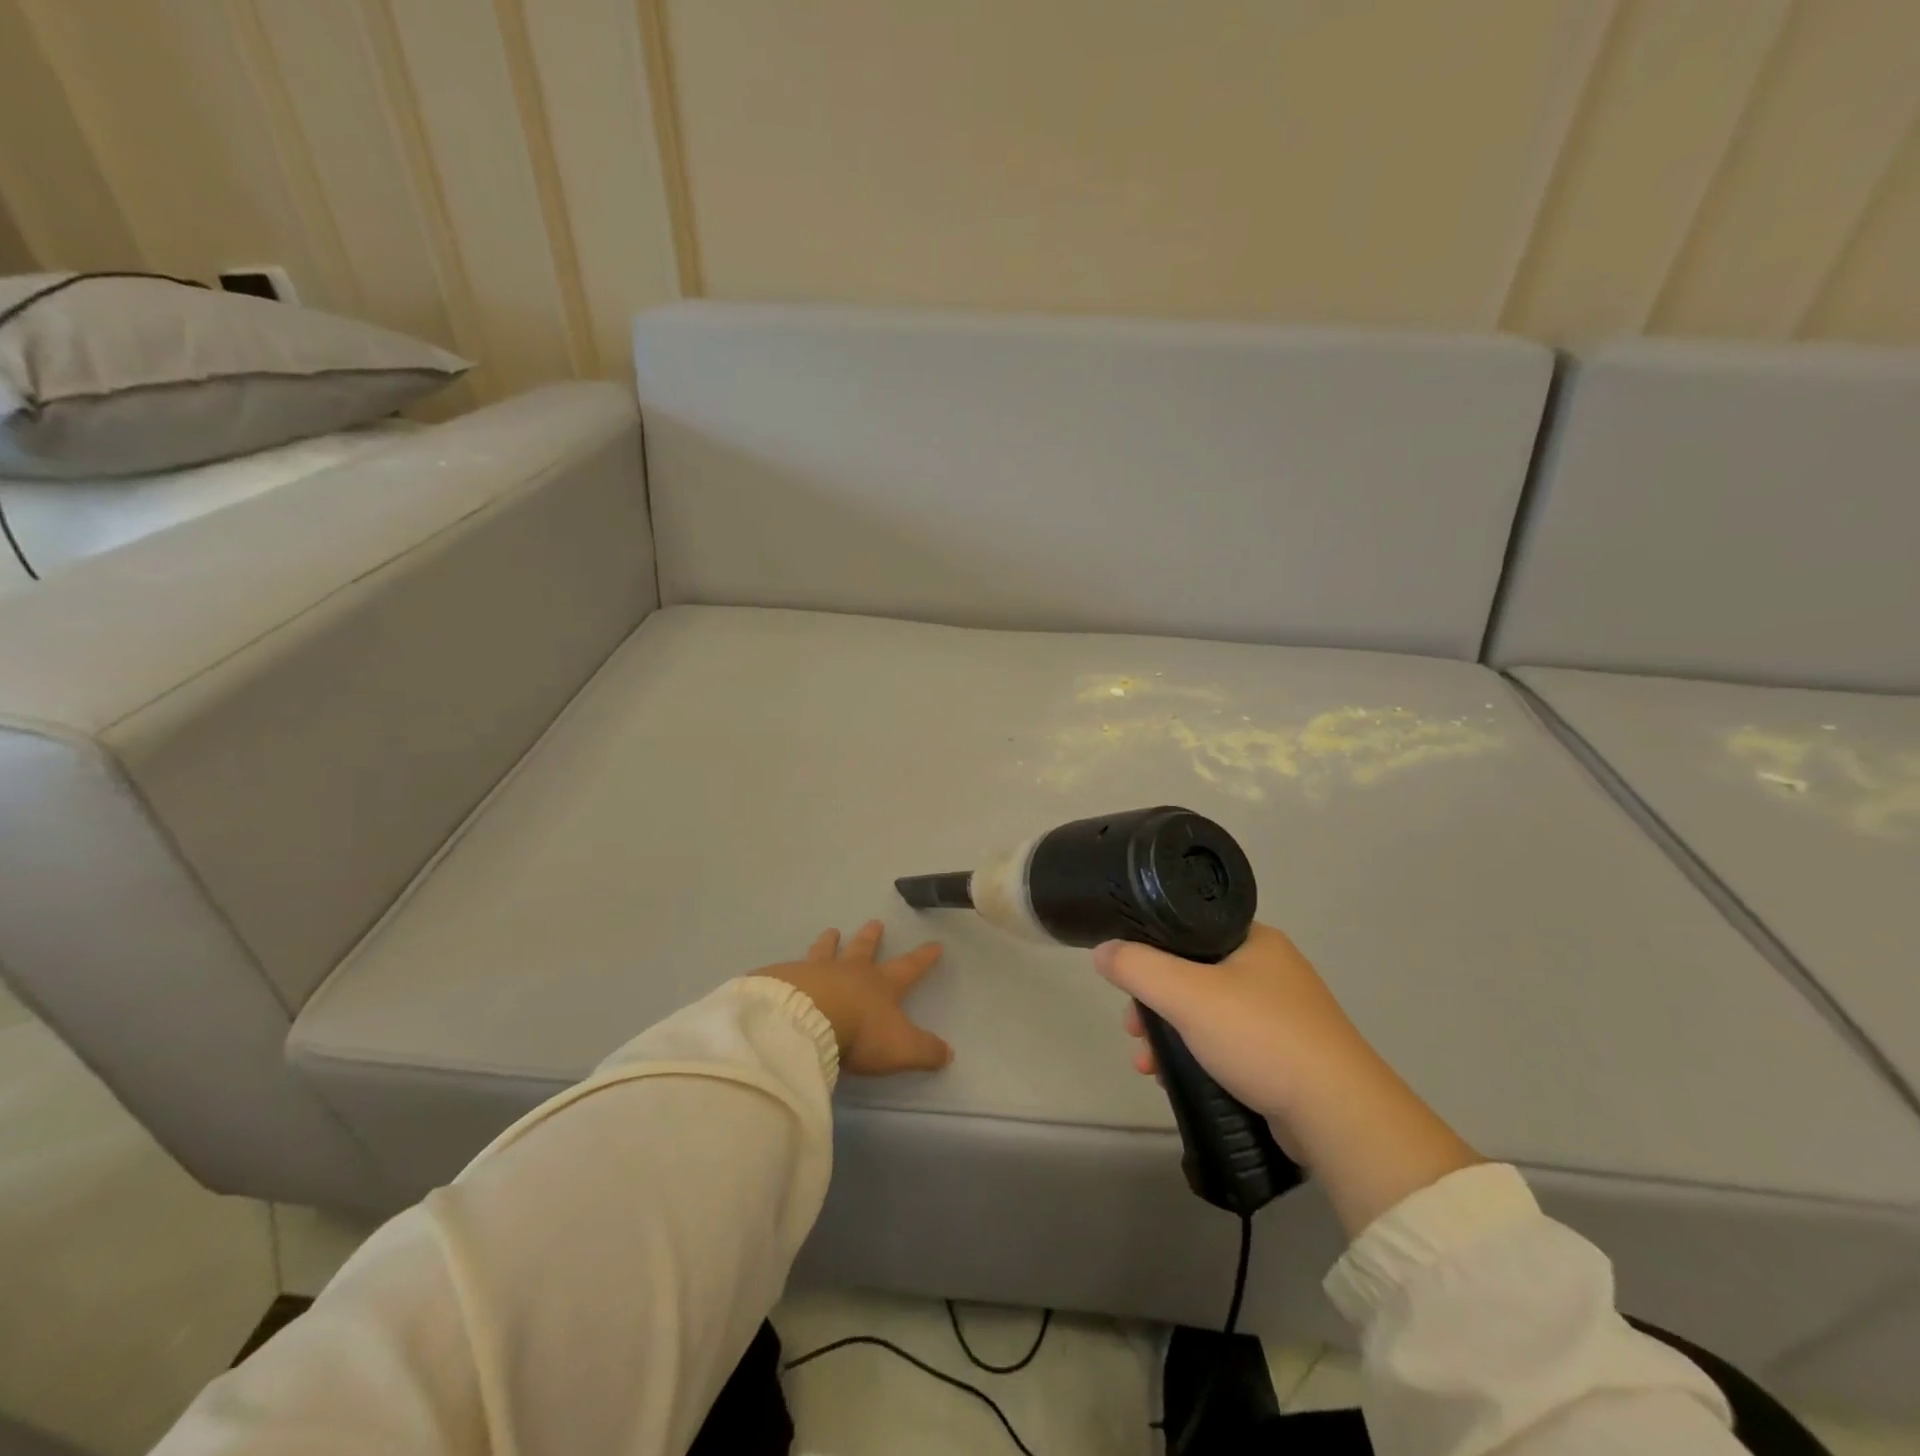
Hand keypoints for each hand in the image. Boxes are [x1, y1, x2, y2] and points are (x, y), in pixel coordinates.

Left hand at [760, 921, 951, 1075]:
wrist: (807, 1021)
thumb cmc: (860, 1032)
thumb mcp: (901, 1047)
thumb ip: (925, 1051)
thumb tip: (948, 1053)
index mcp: (880, 984)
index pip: (908, 967)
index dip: (923, 957)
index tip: (934, 943)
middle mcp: (850, 971)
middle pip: (863, 949)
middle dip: (871, 937)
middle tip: (875, 922)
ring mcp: (816, 972)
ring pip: (826, 951)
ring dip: (830, 942)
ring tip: (831, 931)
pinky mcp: (786, 980)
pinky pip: (789, 970)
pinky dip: (790, 968)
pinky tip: (784, 968)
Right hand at [1096, 923, 1371, 1126]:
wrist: (1337, 1115)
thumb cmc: (1260, 1037)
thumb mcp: (1186, 994)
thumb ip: (1137, 967)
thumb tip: (1102, 951)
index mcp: (1253, 939)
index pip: (1187, 929)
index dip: (1149, 951)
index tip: (1126, 983)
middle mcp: (1269, 968)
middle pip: (1191, 974)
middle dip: (1153, 1004)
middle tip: (1132, 1031)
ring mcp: (1281, 1013)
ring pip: (1205, 1013)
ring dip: (1169, 1036)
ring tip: (1147, 1066)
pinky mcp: (1285, 1054)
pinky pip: (1226, 1044)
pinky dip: (1196, 1056)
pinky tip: (1174, 1080)